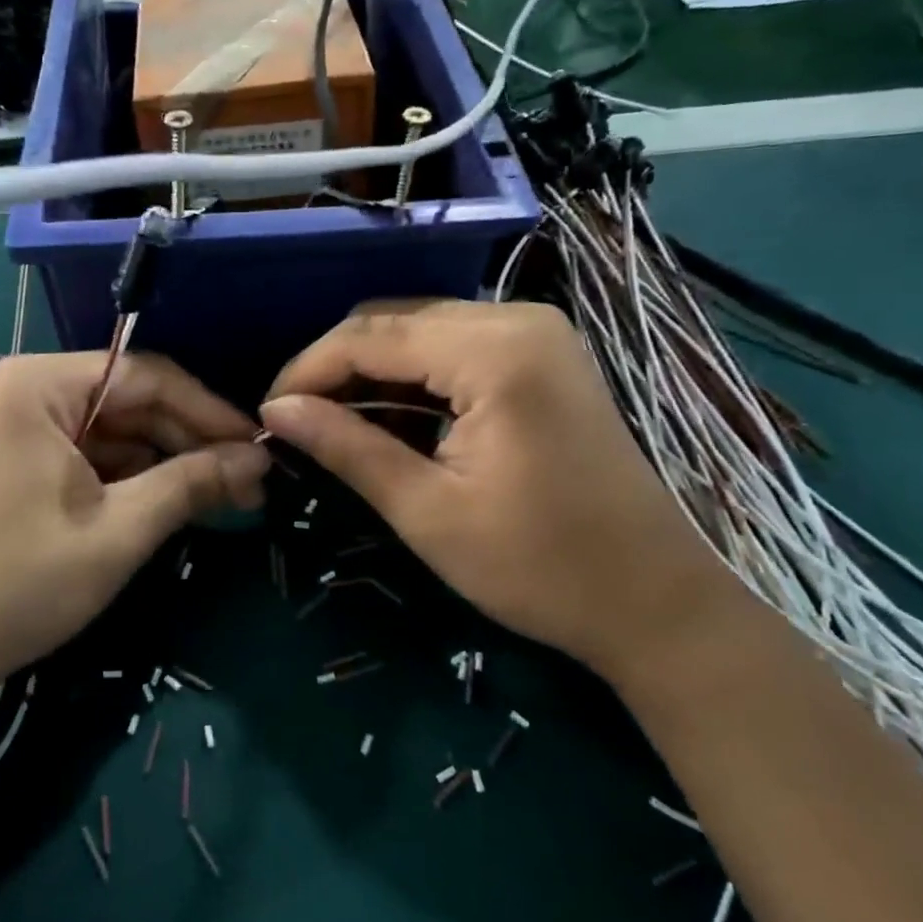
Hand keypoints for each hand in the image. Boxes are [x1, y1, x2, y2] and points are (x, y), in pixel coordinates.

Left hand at [0, 352, 267, 695]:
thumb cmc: (18, 583)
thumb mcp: (118, 532)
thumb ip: (191, 484)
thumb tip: (259, 459)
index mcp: (39, 385)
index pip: (146, 376)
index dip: (209, 411)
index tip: (260, 446)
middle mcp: (26, 390)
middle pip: (131, 400)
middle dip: (190, 440)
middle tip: (250, 481)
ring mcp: (20, 426)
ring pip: (115, 430)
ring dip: (167, 461)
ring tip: (225, 496)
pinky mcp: (21, 461)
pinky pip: (91, 454)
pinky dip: (133, 477)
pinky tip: (174, 501)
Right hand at [260, 300, 739, 683]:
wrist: (655, 602)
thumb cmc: (540, 567)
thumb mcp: (427, 511)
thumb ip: (347, 447)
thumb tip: (276, 410)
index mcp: (495, 351)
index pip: (370, 336)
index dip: (308, 370)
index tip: (267, 412)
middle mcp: (517, 319)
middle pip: (393, 321)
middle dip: (336, 367)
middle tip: (296, 421)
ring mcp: (536, 333)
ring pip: (419, 329)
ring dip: (370, 372)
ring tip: (332, 424)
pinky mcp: (542, 355)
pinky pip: (453, 347)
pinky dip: (412, 378)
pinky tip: (389, 419)